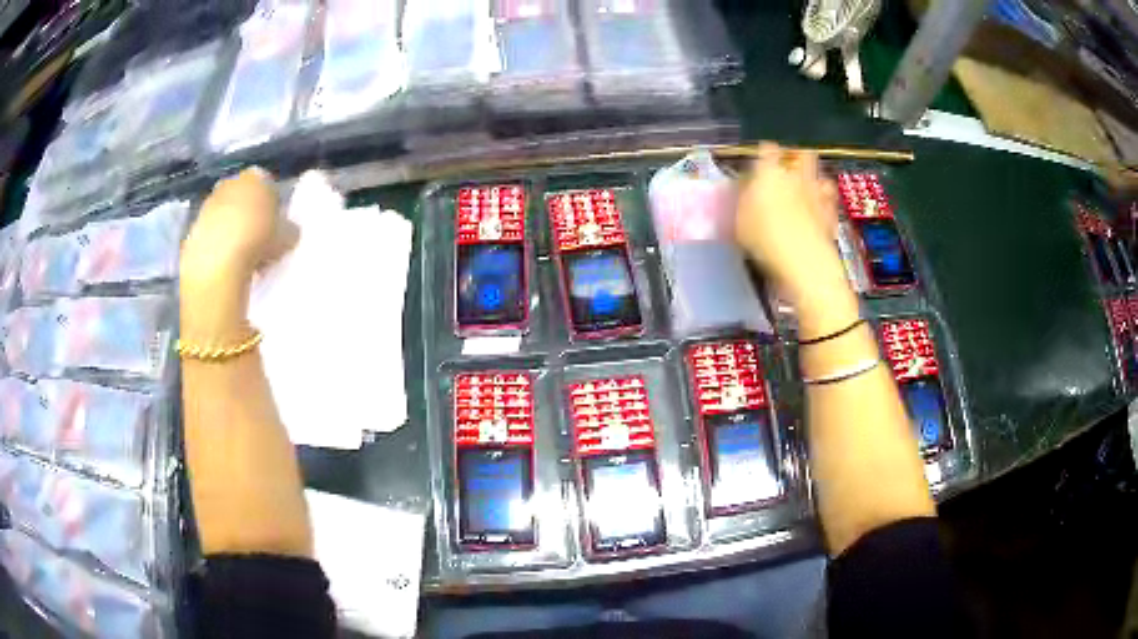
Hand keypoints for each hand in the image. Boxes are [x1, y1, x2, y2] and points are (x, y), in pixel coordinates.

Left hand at [181, 168, 298, 287]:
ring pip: (223, 216)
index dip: (272, 204)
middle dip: (248, 214)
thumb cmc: (258, 240)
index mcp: (256, 177)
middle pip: (242, 197)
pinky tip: (225, 266)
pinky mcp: (192, 230)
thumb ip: (288, 228)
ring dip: (231, 231)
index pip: (267, 184)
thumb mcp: (288, 236)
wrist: (217, 264)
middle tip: (259, 240)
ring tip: (242, 258)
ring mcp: (207, 206)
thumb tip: (287, 230)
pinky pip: (209, 237)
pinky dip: (216, 247)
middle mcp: (229, 183)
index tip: (275, 224)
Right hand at [735, 143, 849, 308]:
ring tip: (808, 189)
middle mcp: (796, 175)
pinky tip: (820, 212)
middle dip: (797, 157)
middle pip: (802, 154)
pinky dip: (826, 202)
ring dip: (815, 179)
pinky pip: (830, 200)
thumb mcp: (738, 222)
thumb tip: (742, 191)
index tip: (761, 158)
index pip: (767, 150)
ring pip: (820, 175)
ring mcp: (817, 193)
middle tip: (790, 167)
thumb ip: (742, 201)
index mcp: (769, 172)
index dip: (765, 152)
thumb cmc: (764, 238)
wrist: (803, 261)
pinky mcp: (831, 213)